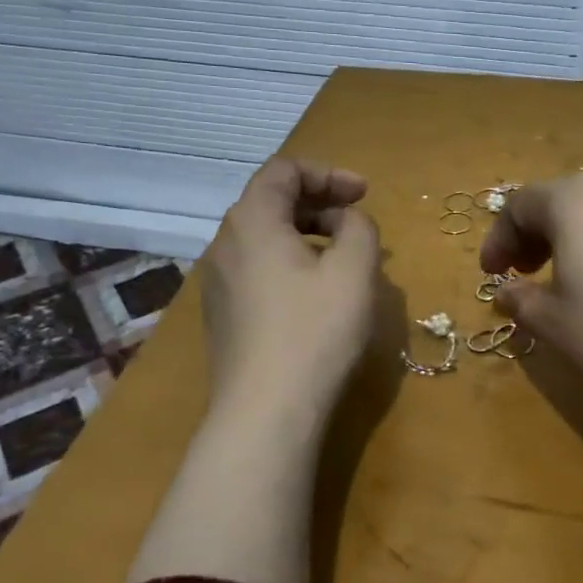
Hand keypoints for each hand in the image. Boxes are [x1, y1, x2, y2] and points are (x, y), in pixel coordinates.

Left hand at [198, 158, 381, 419]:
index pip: (283, 170)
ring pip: (264, 239)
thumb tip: (347, 222)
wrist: (265, 411)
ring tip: (343, 258)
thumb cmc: (315, 331)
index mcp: (252, 221)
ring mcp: (218, 283)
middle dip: (319, 202)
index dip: (328, 173)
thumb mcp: (354, 270)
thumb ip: (359, 228)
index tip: (364, 194)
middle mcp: (225, 244)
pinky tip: (316, 295)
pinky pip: (257, 270)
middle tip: (357, 222)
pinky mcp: (223, 316)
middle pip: (270, 201)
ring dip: (306, 235)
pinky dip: (290, 264)